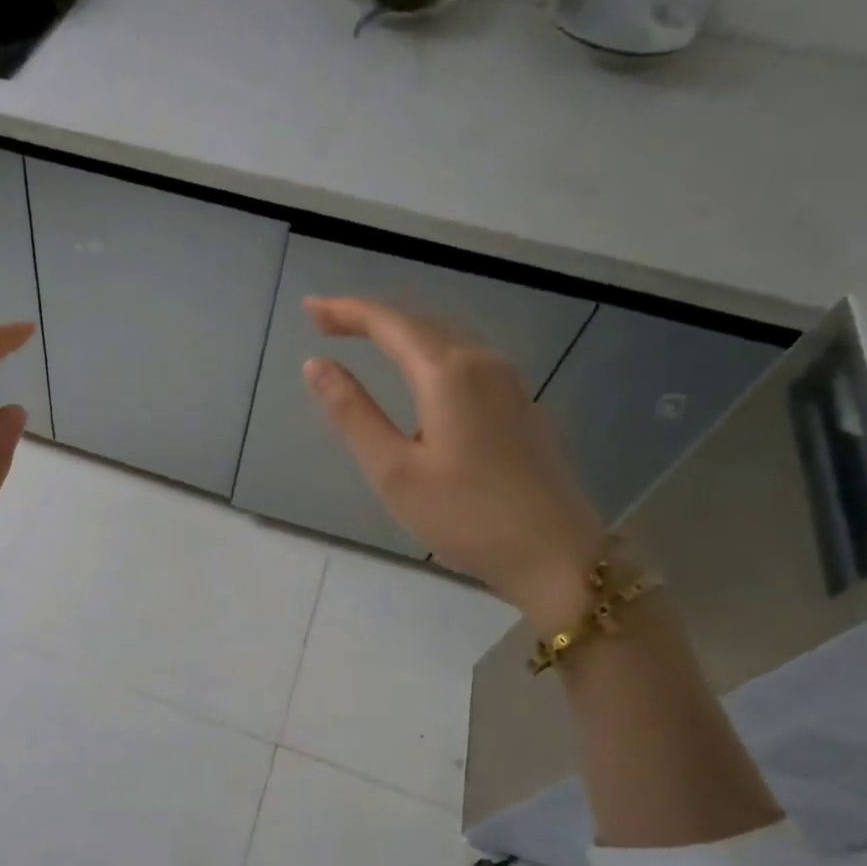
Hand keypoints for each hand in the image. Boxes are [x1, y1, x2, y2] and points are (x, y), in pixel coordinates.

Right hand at [301, 296, 605, 628]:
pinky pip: (466, 359)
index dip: (345, 311)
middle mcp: (483, 364)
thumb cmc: (466, 516)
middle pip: (419, 322)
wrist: (557, 556)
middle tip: (325, 322)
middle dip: (369, 317)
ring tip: (363, 338)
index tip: (308, 309)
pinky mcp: (521, 406)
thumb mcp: (394, 470)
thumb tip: (316, 365)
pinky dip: (428, 352)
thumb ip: (353, 413)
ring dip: (401, 332)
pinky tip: (417, 373)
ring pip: (446, 338)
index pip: (389, 323)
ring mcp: (509, 383)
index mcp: (448, 374)